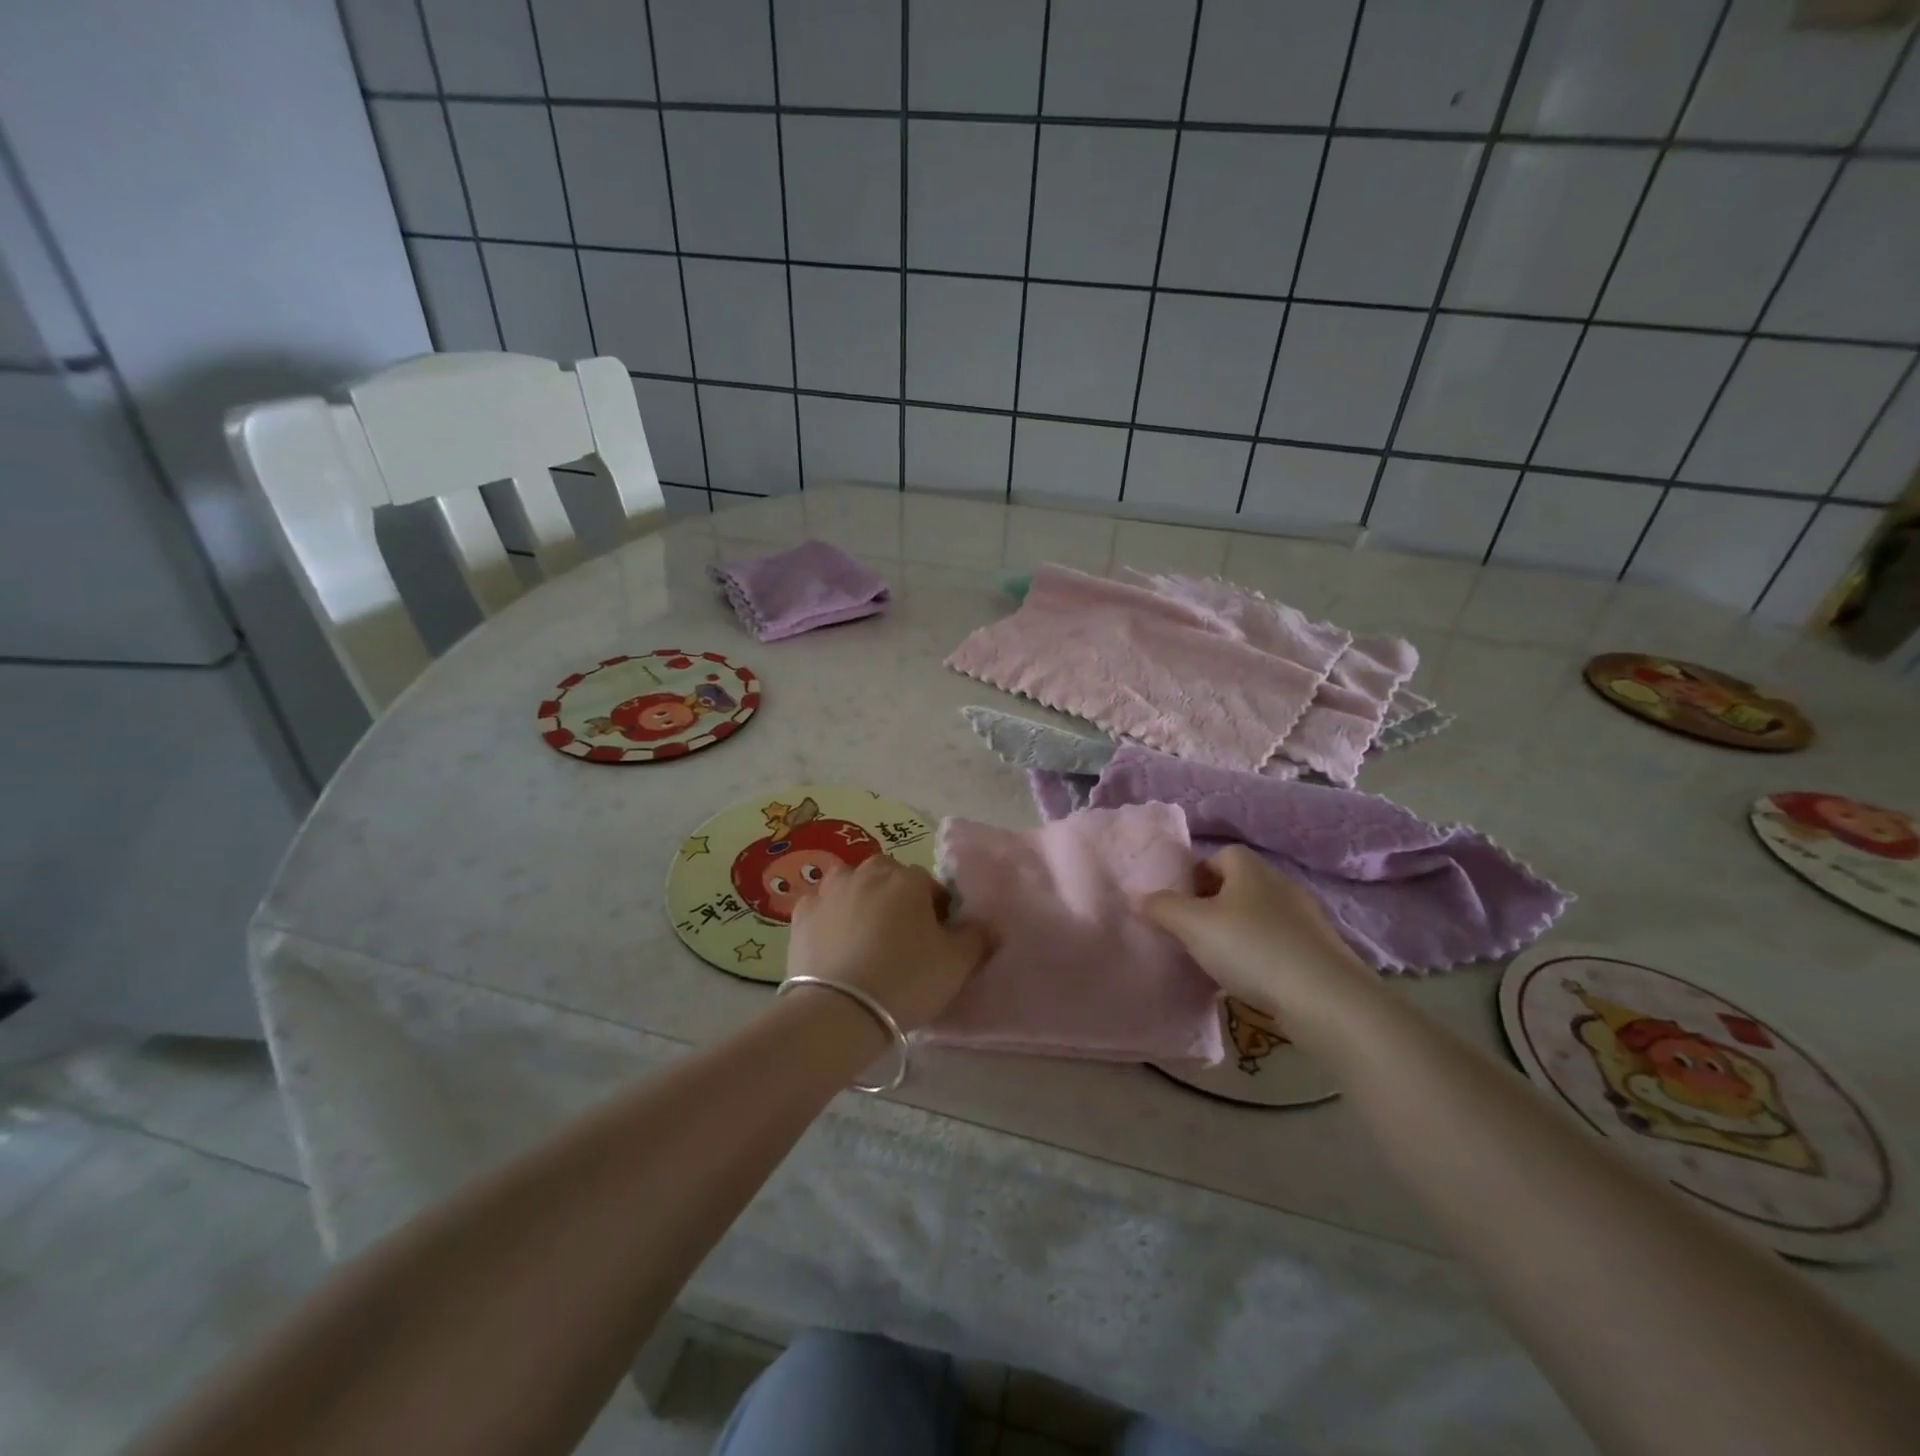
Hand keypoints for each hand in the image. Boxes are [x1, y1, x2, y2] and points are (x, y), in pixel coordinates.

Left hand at [787, 856, 994, 1032]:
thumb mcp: (957, 964)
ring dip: (860, 900)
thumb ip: (977, 937)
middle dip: (896, 898)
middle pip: (888, 878)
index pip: (930, 886)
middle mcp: (867, 873)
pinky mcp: (801, 915)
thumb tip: (989, 925)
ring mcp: (829, 891)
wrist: (840, 1011)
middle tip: (901, 938)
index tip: (936, 941)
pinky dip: (829, 919)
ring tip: (864, 938)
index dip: (937, 912)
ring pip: (851, 885)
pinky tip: (833, 945)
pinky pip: (821, 908)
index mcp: (907, 878)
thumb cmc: (907, 980)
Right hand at [1137, 846, 1371, 1022]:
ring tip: (1216, 961)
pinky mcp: (1319, 950)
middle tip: (1191, 934)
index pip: (1217, 856)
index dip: (1194, 876)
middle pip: (1237, 886)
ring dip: (1236, 933)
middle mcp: (1279, 883)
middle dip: (1212, 906)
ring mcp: (1304, 917)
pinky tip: (1249, 980)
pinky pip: (1278, 943)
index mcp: (1250, 867)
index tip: (1178, 905)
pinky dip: (1260, 956)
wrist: (1326, 999)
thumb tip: (1139, 897)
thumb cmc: (1252, 948)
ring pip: (1257, 916)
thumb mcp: (1193, 926)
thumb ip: (1162, 908)